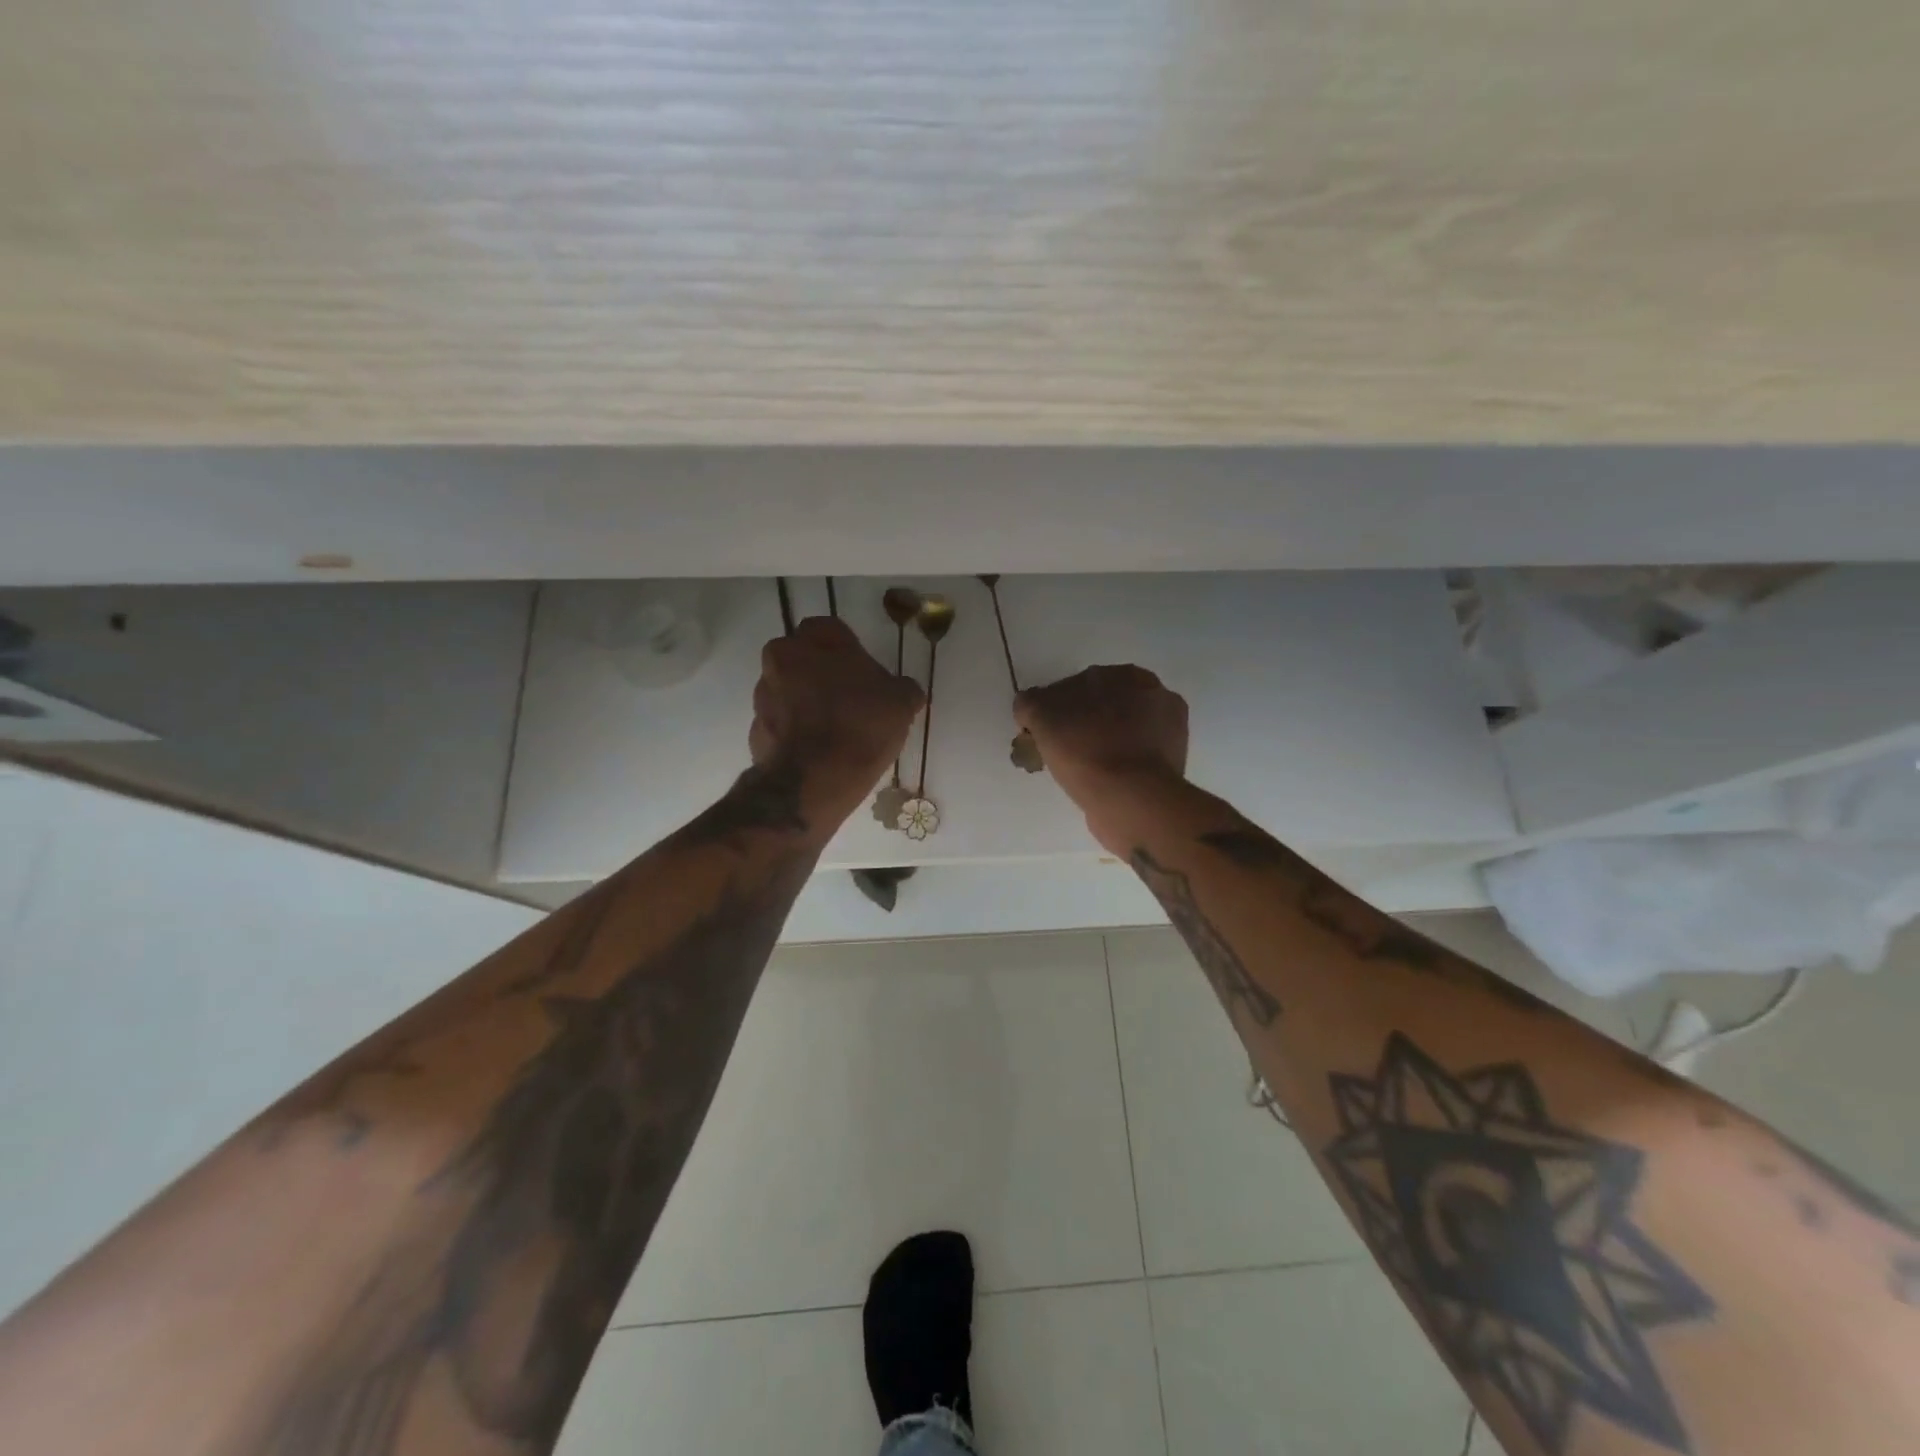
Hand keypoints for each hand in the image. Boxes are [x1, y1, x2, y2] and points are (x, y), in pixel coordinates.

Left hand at [752, 617, 925, 824]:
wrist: (813, 782)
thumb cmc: (860, 728)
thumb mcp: (901, 704)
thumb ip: (902, 688)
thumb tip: (905, 691)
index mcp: (813, 641)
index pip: (829, 629)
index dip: (848, 648)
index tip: (863, 671)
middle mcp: (780, 659)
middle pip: (802, 657)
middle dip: (821, 671)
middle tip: (849, 697)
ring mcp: (763, 696)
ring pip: (788, 689)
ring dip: (805, 701)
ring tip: (834, 728)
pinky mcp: (755, 730)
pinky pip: (780, 722)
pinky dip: (795, 730)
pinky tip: (818, 750)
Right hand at [1014, 665, 1189, 846]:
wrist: (1130, 798)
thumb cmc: (1084, 750)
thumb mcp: (1041, 717)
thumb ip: (1031, 703)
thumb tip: (1029, 704)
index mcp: (1124, 675)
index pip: (1077, 686)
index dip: (1054, 709)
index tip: (1041, 733)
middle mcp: (1153, 694)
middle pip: (1102, 707)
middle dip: (1081, 724)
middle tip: (1060, 752)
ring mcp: (1168, 729)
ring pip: (1120, 732)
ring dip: (1101, 743)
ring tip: (1080, 771)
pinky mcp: (1172, 762)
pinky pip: (1134, 756)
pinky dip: (1119, 763)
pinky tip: (1102, 779)